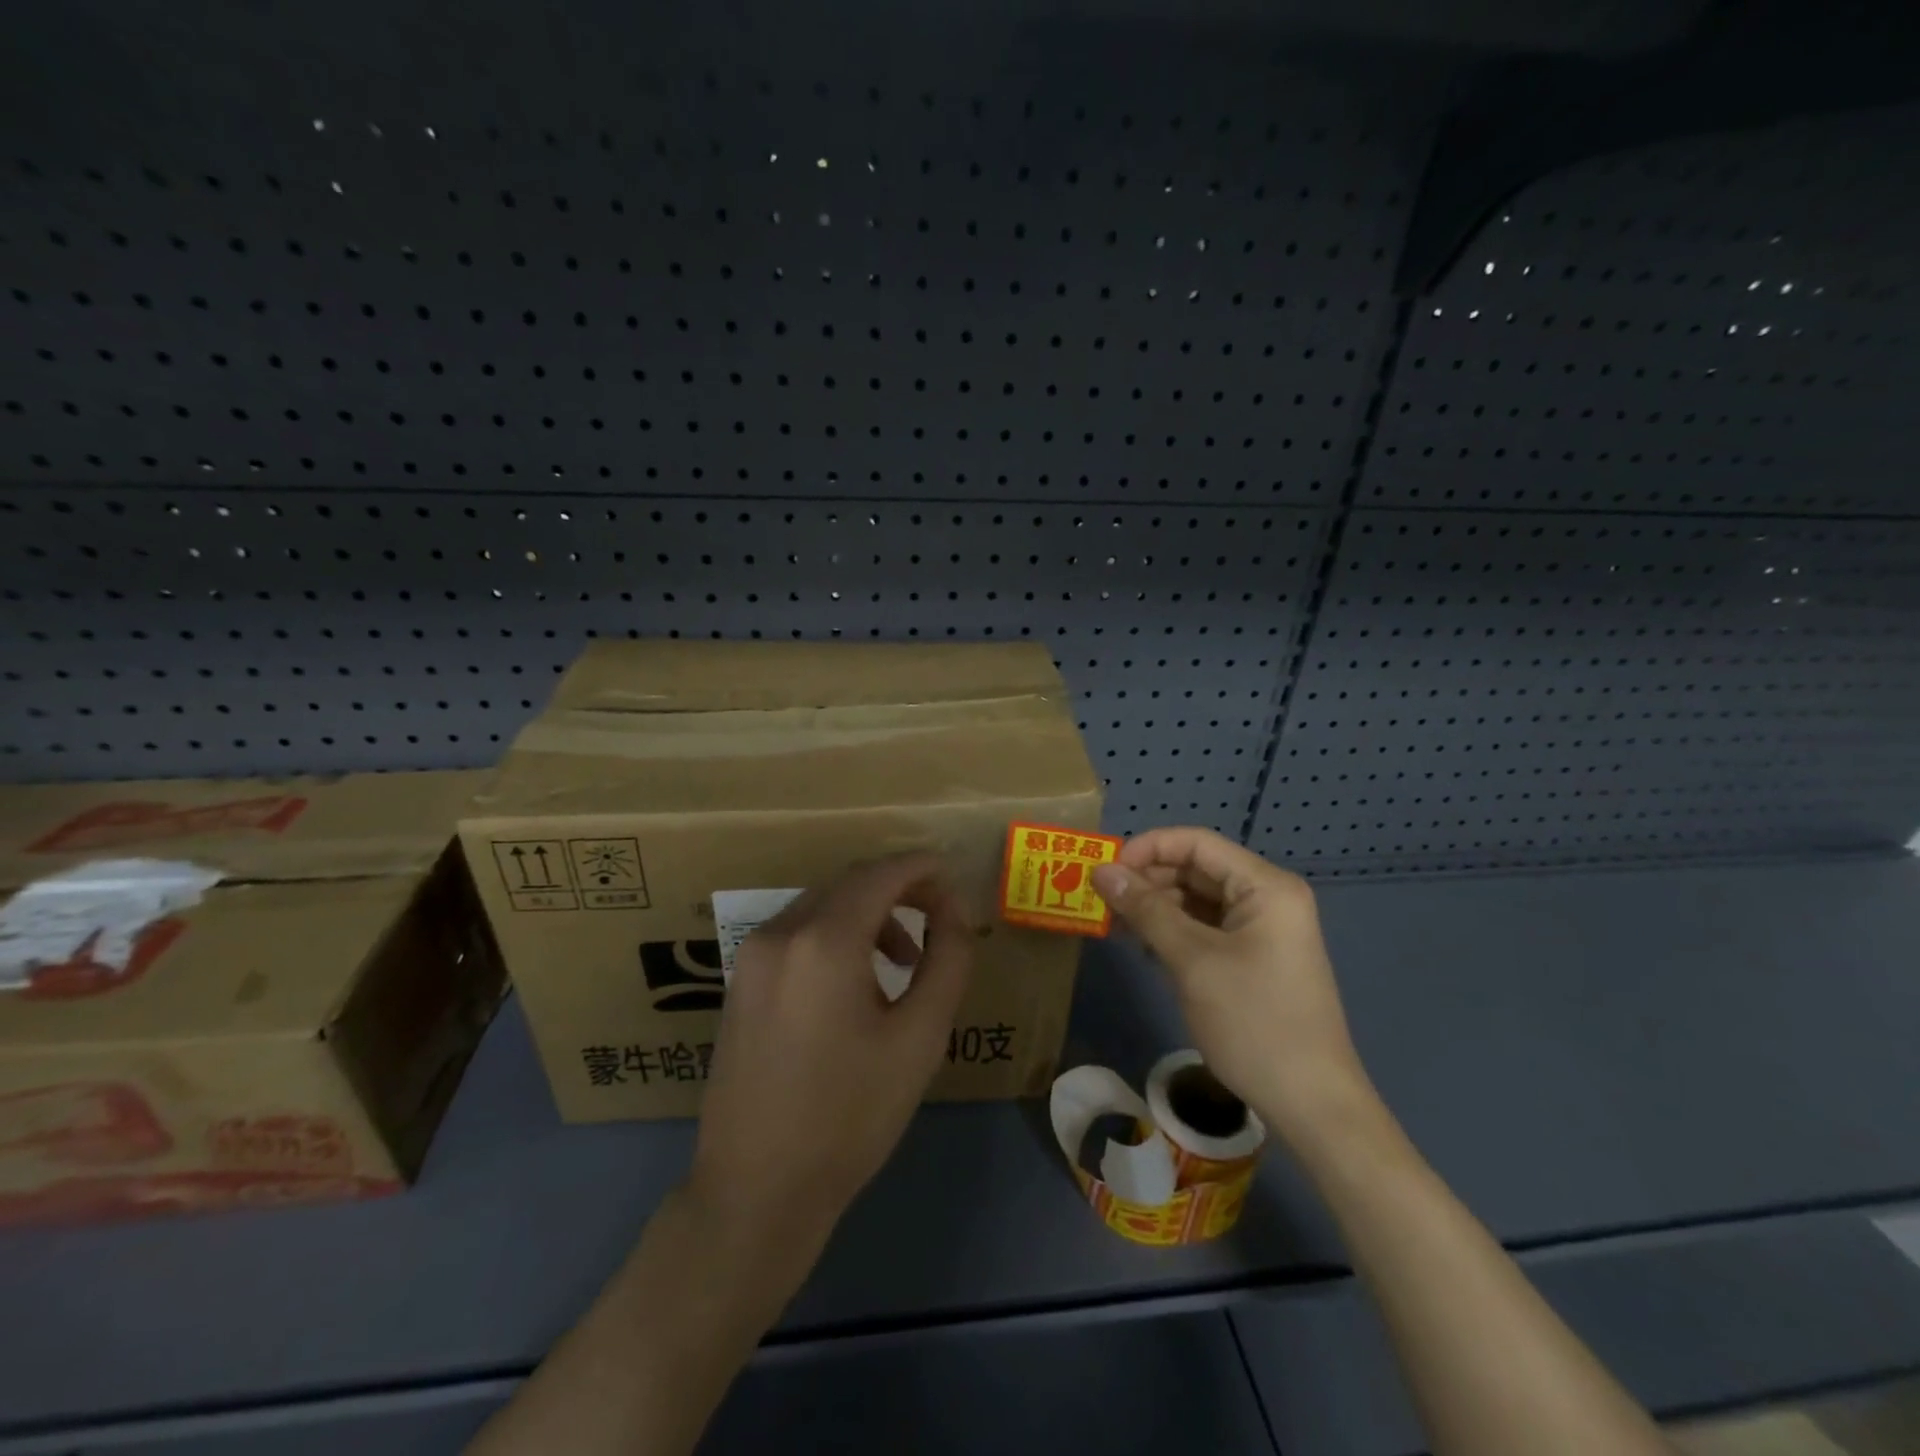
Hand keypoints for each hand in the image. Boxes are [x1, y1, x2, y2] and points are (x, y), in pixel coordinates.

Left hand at [687, 853, 974, 1250]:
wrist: (756, 1190)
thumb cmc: (850, 1116)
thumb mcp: (920, 1038)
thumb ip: (947, 960)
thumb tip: (954, 912)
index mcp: (823, 941)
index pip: (881, 874)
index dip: (922, 867)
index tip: (953, 877)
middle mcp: (780, 932)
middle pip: (849, 883)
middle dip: (899, 890)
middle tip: (939, 920)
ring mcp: (751, 956)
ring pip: (823, 905)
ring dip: (869, 915)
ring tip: (904, 962)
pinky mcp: (740, 981)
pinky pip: (798, 933)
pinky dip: (836, 935)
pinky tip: (857, 981)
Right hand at [1090, 827, 1373, 1148]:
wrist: (1311, 1103)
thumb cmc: (1253, 1021)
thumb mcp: (1193, 961)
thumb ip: (1146, 910)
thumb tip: (1101, 871)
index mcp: (1265, 886)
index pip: (1196, 843)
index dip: (1147, 849)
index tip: (1105, 871)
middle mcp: (1267, 897)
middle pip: (1196, 868)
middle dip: (1148, 879)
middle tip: (1104, 901)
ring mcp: (1263, 928)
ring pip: (1197, 899)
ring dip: (1157, 906)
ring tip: (1118, 925)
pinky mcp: (1254, 956)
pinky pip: (1206, 927)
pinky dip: (1174, 930)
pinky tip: (1145, 947)